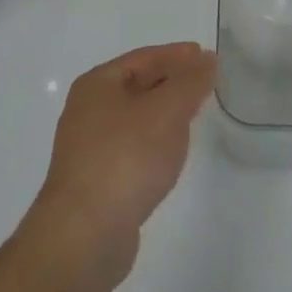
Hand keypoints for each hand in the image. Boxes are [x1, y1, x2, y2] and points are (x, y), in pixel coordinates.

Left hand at [26, 42, 216, 279]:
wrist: (85, 236)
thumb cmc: (126, 158)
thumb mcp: (167, 111)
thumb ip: (191, 81)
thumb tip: (207, 59)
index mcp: (97, 84)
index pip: (144, 58)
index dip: (177, 55)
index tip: (206, 56)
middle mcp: (87, 111)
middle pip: (138, 85)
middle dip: (172, 82)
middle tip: (205, 83)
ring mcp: (89, 148)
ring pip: (136, 118)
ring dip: (164, 112)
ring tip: (194, 114)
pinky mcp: (97, 181)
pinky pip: (133, 147)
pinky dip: (155, 141)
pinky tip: (171, 152)